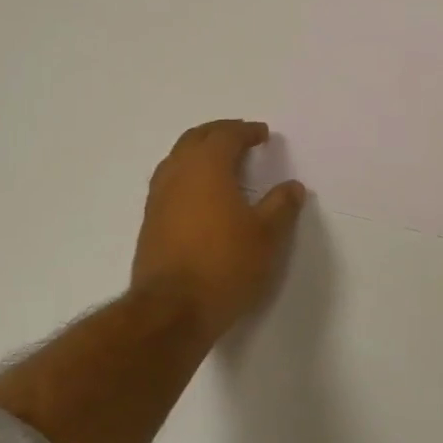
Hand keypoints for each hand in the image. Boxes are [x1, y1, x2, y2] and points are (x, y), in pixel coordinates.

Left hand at [131, 120, 305, 341]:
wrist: (171, 310)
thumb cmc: (225, 266)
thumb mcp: (266, 236)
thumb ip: (281, 206)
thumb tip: (292, 186)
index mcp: (207, 168)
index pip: (225, 135)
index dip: (245, 131)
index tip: (262, 134)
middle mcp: (177, 174)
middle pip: (195, 139)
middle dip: (219, 133)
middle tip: (240, 138)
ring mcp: (158, 198)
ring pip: (177, 159)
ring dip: (199, 153)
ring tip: (220, 163)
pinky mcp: (150, 222)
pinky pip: (169, 182)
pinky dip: (187, 175)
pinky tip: (200, 195)